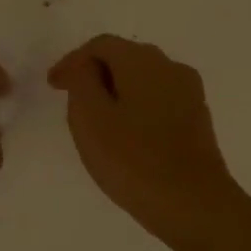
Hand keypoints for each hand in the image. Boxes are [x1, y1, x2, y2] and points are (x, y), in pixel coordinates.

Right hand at [47, 35, 241, 242]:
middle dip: (95, 74)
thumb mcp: (91, 118)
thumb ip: (82, 81)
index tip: (53, 86)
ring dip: (117, 91)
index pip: (101, 45)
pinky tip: (126, 134)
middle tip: (71, 99)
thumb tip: (86, 66)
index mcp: (143, 61)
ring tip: (96, 119)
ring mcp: (189, 93)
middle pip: (125, 57)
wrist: (194, 205)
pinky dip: (136, 107)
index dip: (72, 61)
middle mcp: (171, 67)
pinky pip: (159, 100)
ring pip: (144, 80)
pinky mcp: (197, 119)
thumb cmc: (133, 160)